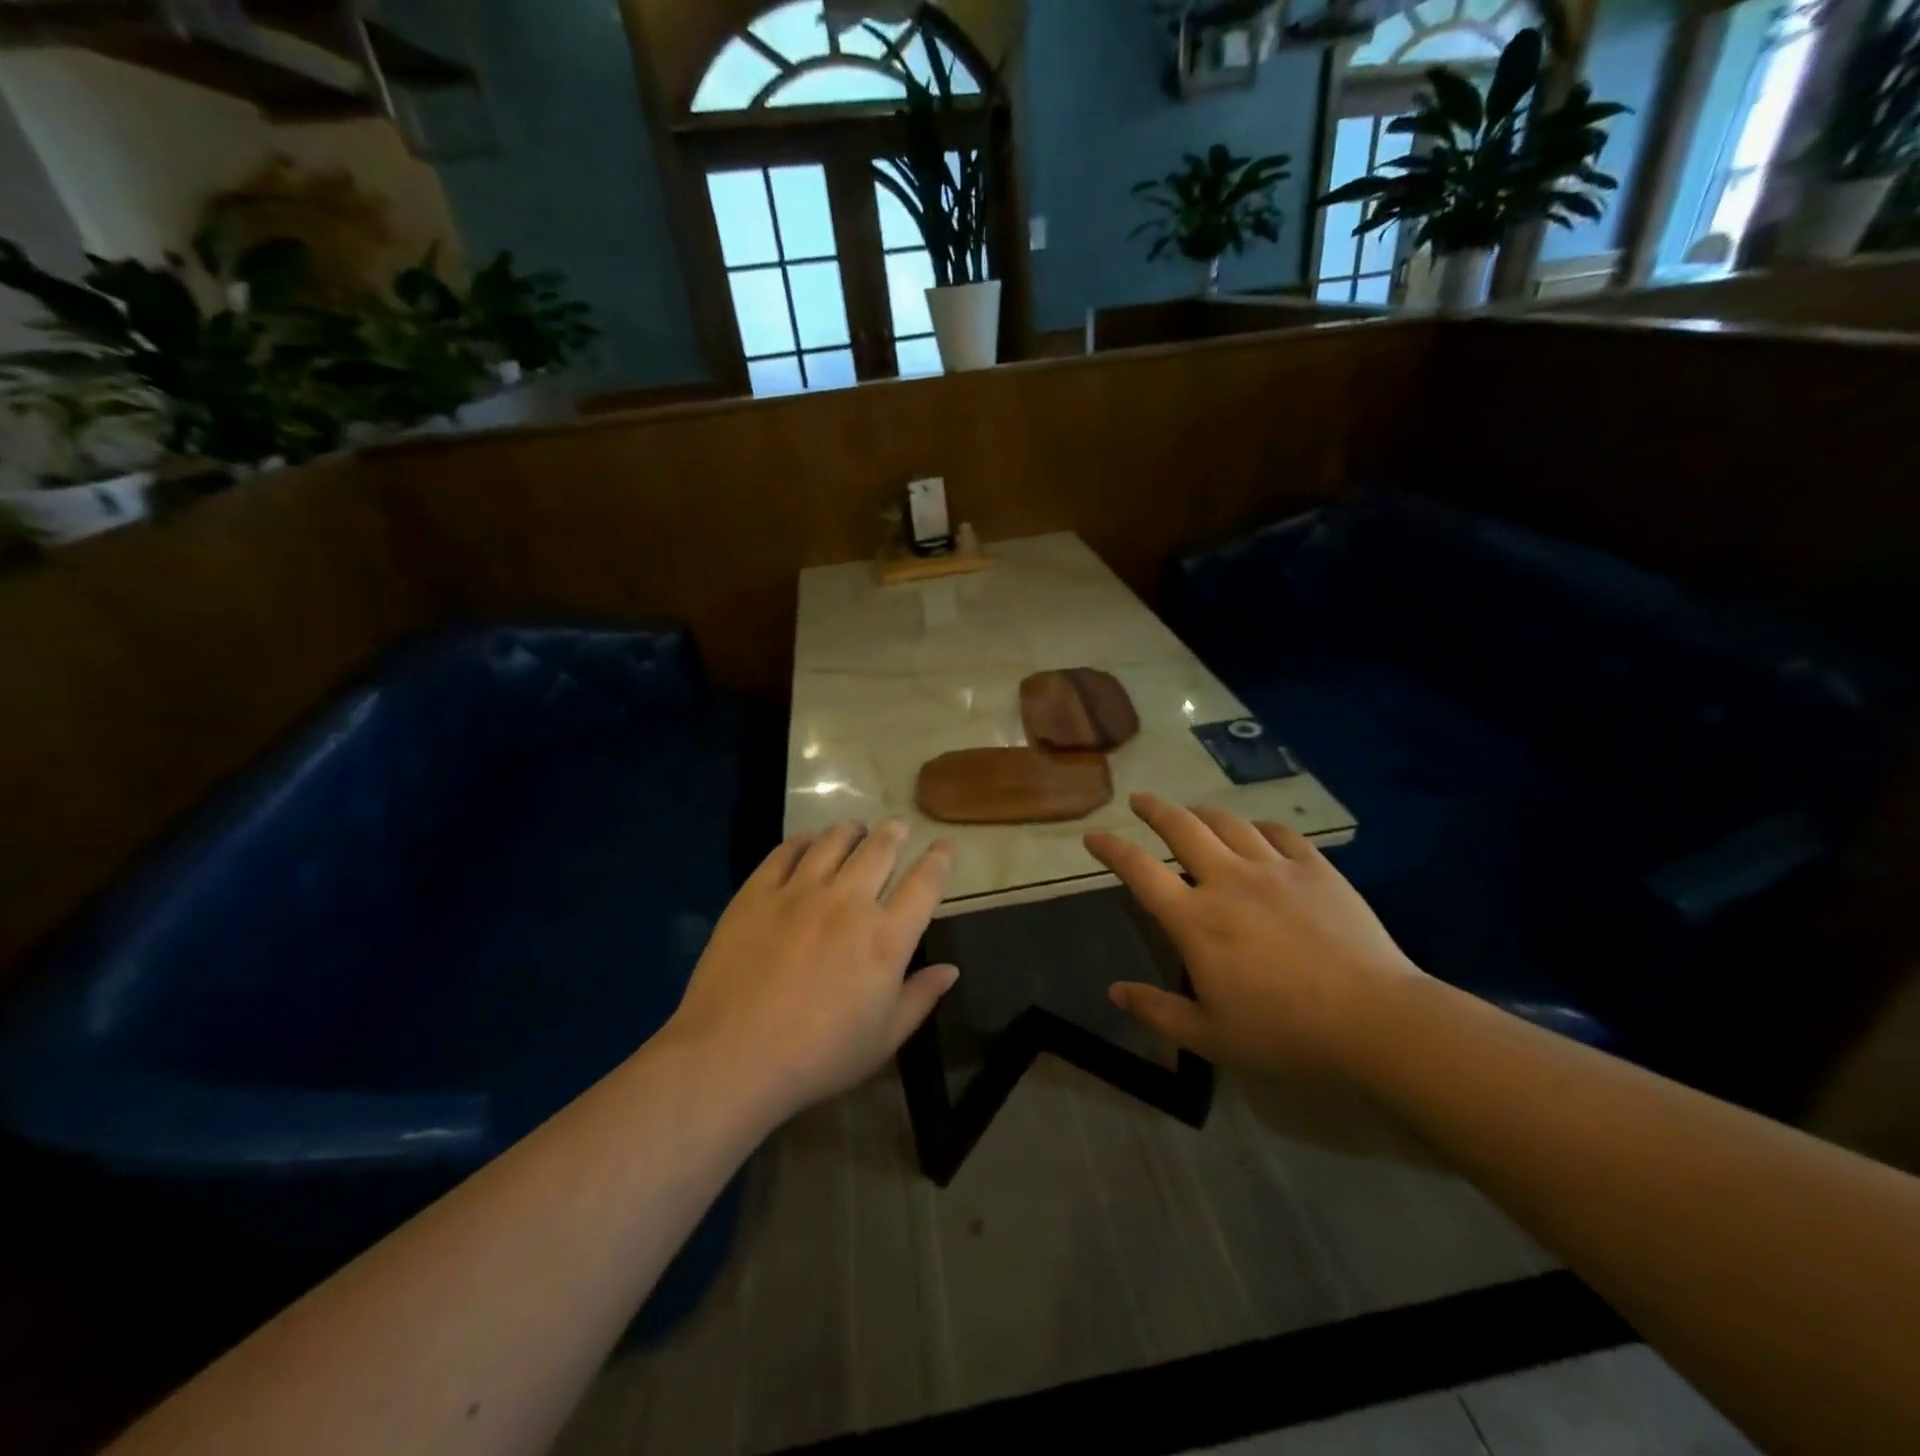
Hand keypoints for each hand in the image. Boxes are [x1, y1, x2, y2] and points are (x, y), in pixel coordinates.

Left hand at [665, 821, 957, 1119]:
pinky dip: (805, 840)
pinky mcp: (758, 892)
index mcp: (886, 938)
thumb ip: (920, 998)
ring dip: (852, 830)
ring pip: (834, 841)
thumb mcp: (883, 1040)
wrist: (732, 1057)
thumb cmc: (817, 1057)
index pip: (925, 883)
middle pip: (880, 850)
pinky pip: (786, 851)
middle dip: (895, 833)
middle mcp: (849, 902)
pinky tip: (808, 842)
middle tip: (898, 828)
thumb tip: (951, 970)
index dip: (940, 859)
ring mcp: (800, 892)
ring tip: (856, 829)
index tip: (946, 845)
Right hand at [1085, 794, 1421, 1077]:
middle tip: (1139, 799)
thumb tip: (1115, 991)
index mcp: (1195, 919)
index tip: (1093, 836)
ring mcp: (1274, 869)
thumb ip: (1157, 1011)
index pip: (1139, 870)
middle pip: (1181, 827)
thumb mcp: (1210, 1036)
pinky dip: (1259, 827)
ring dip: (1202, 813)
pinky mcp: (1316, 869)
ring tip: (1193, 812)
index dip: (1111, 849)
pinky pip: (1280, 834)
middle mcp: (1227, 880)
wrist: (1375, 1020)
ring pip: (1228, 823)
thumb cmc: (1285, 1032)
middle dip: (1154, 809)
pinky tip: (1257, 832)